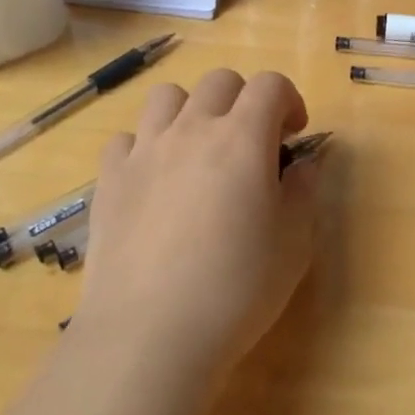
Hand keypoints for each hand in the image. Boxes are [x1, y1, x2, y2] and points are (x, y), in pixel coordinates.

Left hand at [74, 69, 318, 386]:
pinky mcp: (109, 180)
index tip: (294, 133)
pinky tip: (154, 181)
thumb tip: (303, 164)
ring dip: (191, 111)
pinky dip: (146, 147)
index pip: (270, 84)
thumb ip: (304, 191)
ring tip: (199, 151)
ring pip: (168, 97)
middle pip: (219, 81)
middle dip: (244, 99)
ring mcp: (145, 151)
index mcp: (243, 138)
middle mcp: (192, 130)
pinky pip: (127, 138)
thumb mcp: (295, 242)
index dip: (289, 99)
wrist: (150, 334)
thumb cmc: (236, 287)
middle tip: (252, 142)